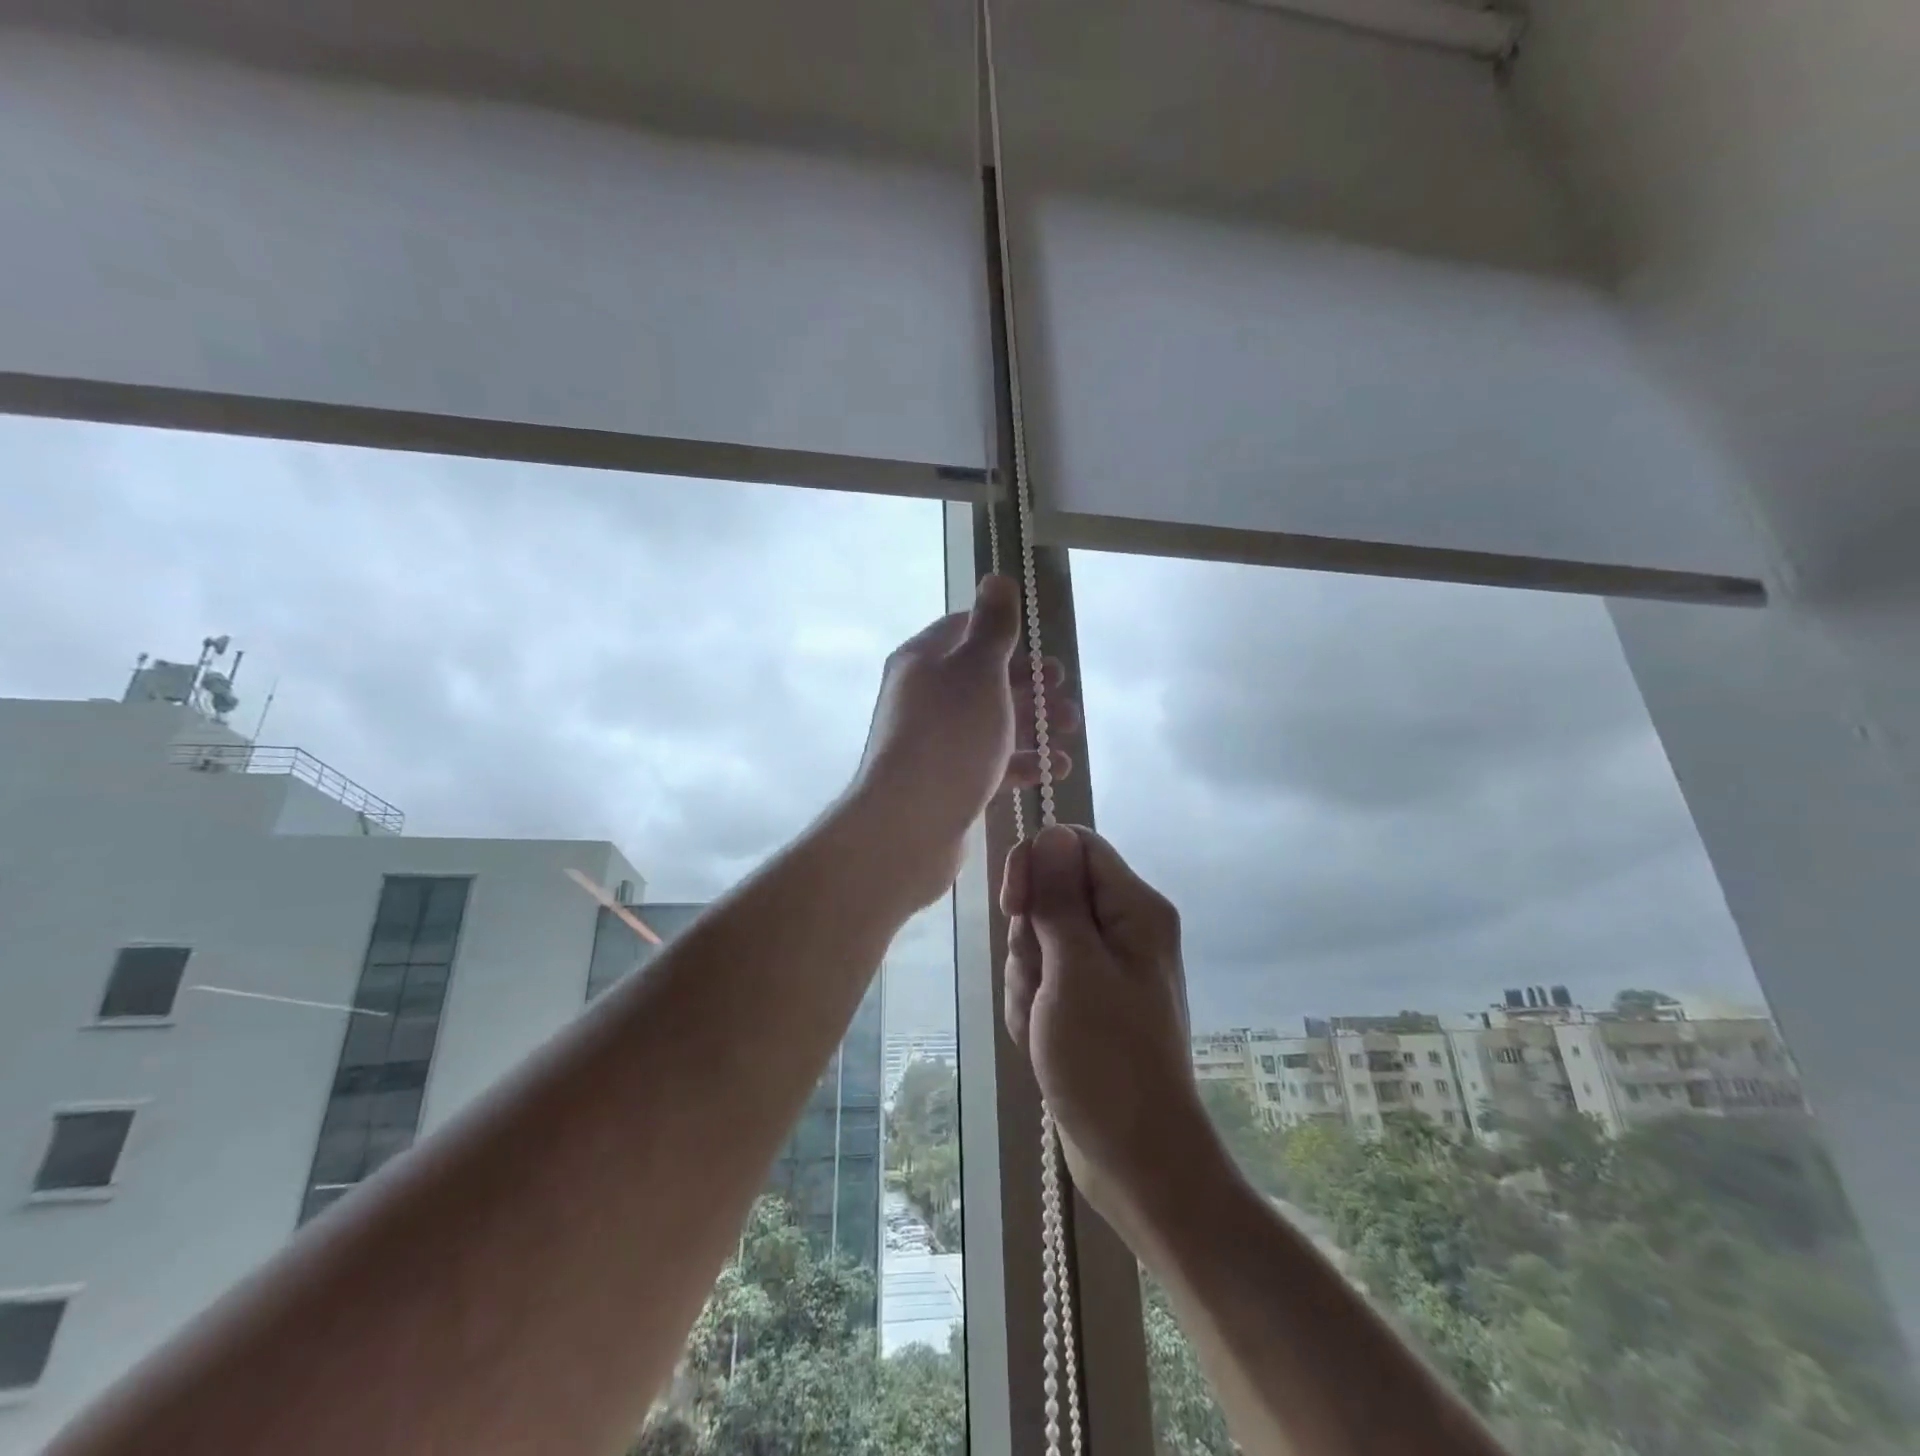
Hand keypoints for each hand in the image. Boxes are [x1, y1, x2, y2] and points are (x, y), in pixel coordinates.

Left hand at [847, 576, 1079, 907]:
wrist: (909, 826)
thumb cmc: (948, 737)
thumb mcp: (977, 670)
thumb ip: (993, 626)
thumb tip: (996, 577)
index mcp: (923, 661)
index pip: (964, 630)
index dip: (1005, 634)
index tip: (1040, 648)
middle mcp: (925, 697)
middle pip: (984, 679)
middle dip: (1030, 684)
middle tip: (1065, 694)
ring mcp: (936, 743)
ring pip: (992, 722)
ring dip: (1034, 723)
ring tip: (1069, 732)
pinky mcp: (948, 782)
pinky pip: (991, 763)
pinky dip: (1023, 762)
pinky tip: (1054, 769)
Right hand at [1002, 826, 1220, 1240]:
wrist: (1135, 1157)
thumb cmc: (1107, 1059)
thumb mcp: (1074, 968)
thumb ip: (1059, 897)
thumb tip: (1051, 833)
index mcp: (1135, 908)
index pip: (1074, 845)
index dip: (1036, 865)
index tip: (1014, 908)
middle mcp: (1123, 928)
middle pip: (1051, 894)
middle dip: (1030, 938)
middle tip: (1043, 985)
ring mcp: (1104, 966)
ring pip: (1038, 939)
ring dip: (1027, 978)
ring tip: (1044, 1022)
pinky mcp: (1086, 999)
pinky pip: (1042, 977)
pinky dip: (1032, 1004)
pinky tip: (1042, 1039)